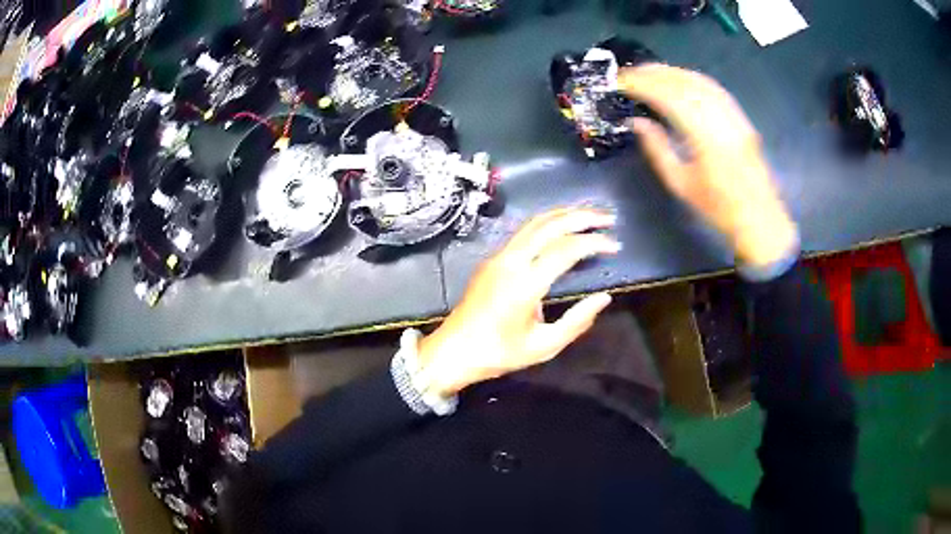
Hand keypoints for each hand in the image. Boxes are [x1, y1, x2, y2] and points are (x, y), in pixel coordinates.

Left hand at [417, 208, 619, 395]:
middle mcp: (510, 262)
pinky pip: (523, 232)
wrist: (453, 351)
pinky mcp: (492, 259)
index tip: (614, 245)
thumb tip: (604, 298)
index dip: (593, 242)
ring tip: (589, 215)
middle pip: (549, 225)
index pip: (566, 249)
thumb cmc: (499, 353)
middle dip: (581, 216)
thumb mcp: (544, 346)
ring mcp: (498, 257)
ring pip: (533, 223)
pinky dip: (547, 223)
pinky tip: (561, 227)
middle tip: (608, 217)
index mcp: (524, 284)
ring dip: (563, 214)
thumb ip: (577, 321)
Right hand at [618, 64, 798, 268]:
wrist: (760, 219)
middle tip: (629, 72)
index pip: (669, 97)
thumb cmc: (719, 209)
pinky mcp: (741, 118)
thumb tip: (637, 122)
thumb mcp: (681, 185)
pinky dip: (692, 79)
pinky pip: (714, 89)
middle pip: (684, 83)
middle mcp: (721, 119)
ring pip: (700, 81)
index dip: (643, 84)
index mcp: (705, 137)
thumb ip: (658, 149)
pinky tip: (679, 80)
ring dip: (672, 72)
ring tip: (649, 71)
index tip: (621, 81)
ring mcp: (734, 116)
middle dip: (654, 73)